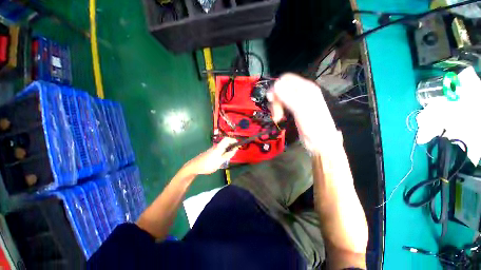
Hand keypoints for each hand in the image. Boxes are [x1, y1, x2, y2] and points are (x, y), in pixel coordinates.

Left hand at [184, 137, 238, 174]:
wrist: (195, 166)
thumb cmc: (208, 164)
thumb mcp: (220, 161)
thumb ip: (228, 155)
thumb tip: (235, 149)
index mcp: (219, 147)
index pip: (227, 139)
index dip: (233, 140)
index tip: (238, 143)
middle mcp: (216, 146)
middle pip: (225, 142)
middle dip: (231, 145)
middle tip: (235, 151)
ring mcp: (212, 149)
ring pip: (222, 147)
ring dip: (227, 149)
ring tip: (230, 155)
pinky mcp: (210, 152)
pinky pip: (219, 150)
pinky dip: (223, 152)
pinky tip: (223, 158)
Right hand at [268, 73, 338, 151]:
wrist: (320, 142)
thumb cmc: (313, 126)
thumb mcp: (301, 110)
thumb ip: (288, 97)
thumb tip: (275, 84)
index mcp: (306, 88)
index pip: (286, 79)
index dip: (276, 87)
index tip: (271, 100)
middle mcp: (302, 92)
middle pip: (281, 88)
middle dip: (276, 100)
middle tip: (276, 113)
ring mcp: (298, 101)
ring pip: (280, 97)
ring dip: (276, 107)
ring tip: (277, 118)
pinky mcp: (294, 110)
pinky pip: (282, 105)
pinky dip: (278, 110)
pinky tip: (279, 118)